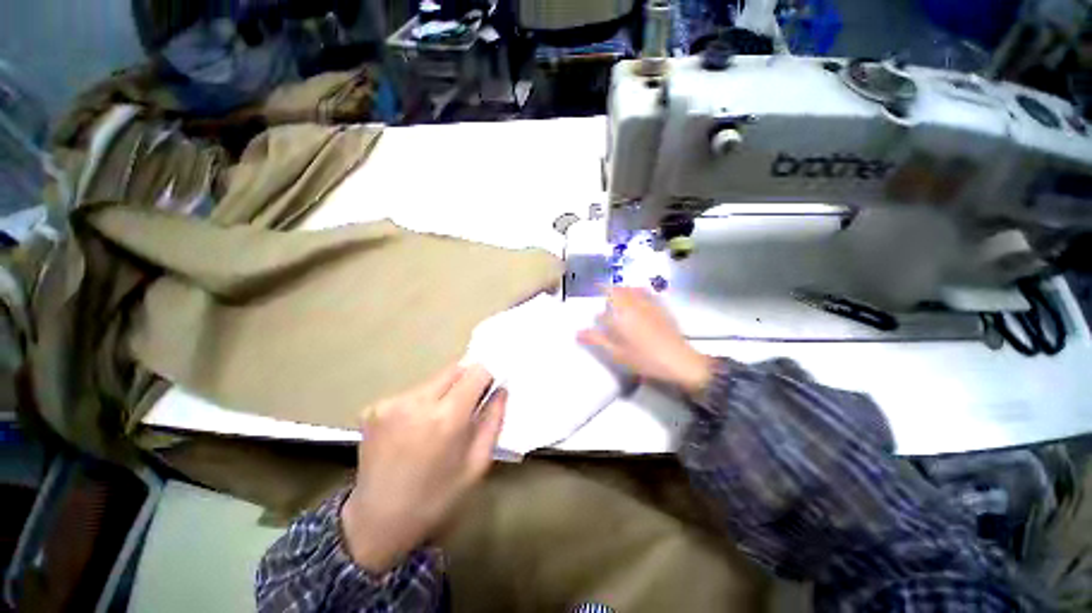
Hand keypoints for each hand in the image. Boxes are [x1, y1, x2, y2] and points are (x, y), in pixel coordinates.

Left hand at [340, 364, 505, 572]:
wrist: (377, 523)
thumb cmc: (437, 497)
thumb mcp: (477, 463)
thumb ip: (494, 420)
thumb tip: (501, 389)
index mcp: (446, 417)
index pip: (476, 371)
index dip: (486, 378)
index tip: (487, 392)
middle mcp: (417, 401)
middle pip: (454, 370)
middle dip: (465, 383)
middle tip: (465, 409)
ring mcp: (391, 403)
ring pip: (433, 380)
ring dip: (443, 393)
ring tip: (436, 424)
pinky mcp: (374, 408)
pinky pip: (412, 393)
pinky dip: (421, 403)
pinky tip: (413, 430)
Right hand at [578, 287, 713, 395]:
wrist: (679, 361)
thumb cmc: (644, 358)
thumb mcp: (616, 352)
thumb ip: (596, 339)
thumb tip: (577, 332)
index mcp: (622, 312)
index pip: (606, 296)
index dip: (598, 293)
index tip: (593, 293)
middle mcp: (635, 303)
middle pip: (619, 289)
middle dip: (610, 289)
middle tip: (604, 297)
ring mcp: (650, 304)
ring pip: (633, 289)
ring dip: (623, 290)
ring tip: (619, 298)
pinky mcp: (662, 308)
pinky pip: (647, 293)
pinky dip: (638, 293)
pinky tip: (638, 302)